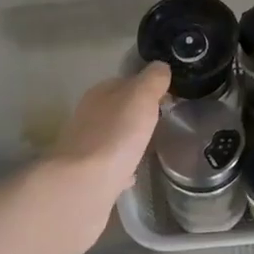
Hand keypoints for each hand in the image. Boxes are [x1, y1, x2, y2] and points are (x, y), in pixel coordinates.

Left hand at [48, 62, 169, 205]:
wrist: (84, 186)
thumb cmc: (115, 135)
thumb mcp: (140, 97)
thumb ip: (152, 80)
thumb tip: (160, 67)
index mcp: (99, 94)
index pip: (125, 82)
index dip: (147, 86)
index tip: (168, 97)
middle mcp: (88, 117)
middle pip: (117, 109)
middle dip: (137, 114)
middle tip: (163, 121)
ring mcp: (85, 148)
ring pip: (112, 137)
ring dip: (129, 139)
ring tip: (151, 145)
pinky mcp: (88, 176)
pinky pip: (110, 166)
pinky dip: (122, 167)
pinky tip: (134, 173)